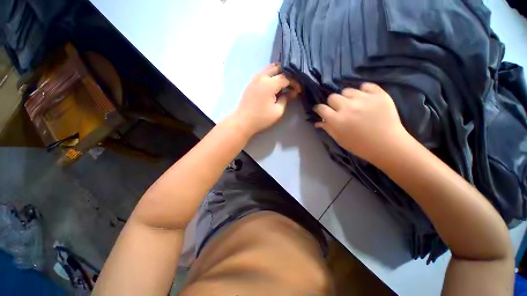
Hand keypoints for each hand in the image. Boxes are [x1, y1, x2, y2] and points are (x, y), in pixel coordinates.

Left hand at [231, 64, 298, 137]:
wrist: (243, 121)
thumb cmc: (261, 118)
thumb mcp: (277, 111)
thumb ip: (286, 99)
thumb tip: (292, 92)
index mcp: (270, 84)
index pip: (286, 77)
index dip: (294, 82)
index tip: (298, 90)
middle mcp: (262, 77)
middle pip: (278, 67)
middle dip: (287, 74)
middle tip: (291, 84)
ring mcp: (255, 78)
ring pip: (269, 68)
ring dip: (278, 73)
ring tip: (284, 83)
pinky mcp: (251, 82)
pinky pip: (263, 73)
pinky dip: (270, 75)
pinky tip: (273, 84)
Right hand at [314, 83, 408, 163]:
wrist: (388, 145)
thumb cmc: (360, 146)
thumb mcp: (340, 139)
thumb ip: (327, 128)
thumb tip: (317, 122)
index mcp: (337, 120)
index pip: (321, 108)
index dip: (319, 109)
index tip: (320, 110)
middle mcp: (348, 107)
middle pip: (332, 97)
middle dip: (332, 103)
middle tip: (338, 109)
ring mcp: (364, 99)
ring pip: (347, 90)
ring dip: (347, 97)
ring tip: (353, 104)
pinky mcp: (379, 95)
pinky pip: (365, 85)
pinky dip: (363, 90)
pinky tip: (364, 98)